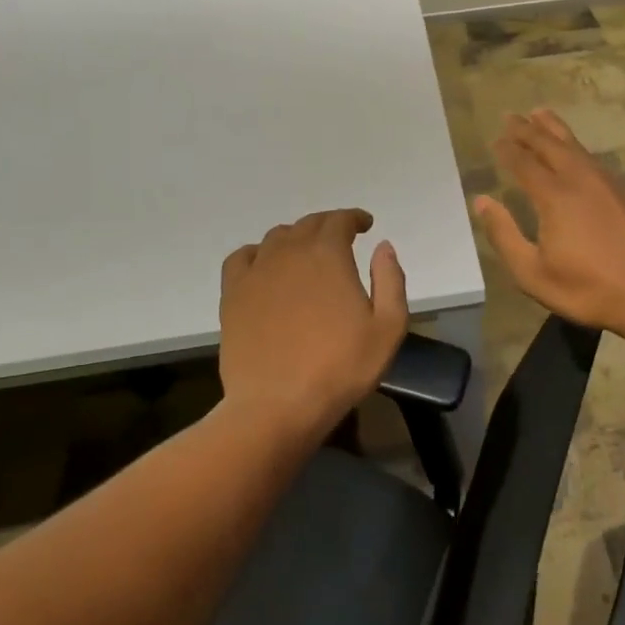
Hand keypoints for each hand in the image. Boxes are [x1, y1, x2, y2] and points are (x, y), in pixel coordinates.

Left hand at [219, 209, 408, 441]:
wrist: (278, 405)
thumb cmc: (340, 368)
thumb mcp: (388, 328)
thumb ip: (390, 280)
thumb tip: (383, 246)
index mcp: (328, 255)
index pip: (340, 220)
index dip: (354, 218)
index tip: (365, 225)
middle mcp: (290, 252)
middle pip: (308, 225)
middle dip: (328, 225)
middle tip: (341, 238)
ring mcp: (257, 272)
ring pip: (277, 238)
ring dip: (296, 238)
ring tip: (307, 253)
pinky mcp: (233, 295)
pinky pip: (242, 258)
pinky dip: (258, 253)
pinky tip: (266, 267)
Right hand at [473, 110, 624, 345]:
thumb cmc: (589, 289)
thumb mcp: (533, 274)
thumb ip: (504, 235)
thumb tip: (481, 201)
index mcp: (554, 196)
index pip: (523, 162)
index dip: (507, 149)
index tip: (495, 138)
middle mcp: (581, 179)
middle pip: (550, 144)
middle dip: (527, 129)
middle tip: (511, 115)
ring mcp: (610, 183)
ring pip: (577, 147)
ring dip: (555, 129)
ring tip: (541, 114)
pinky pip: (596, 160)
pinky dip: (579, 149)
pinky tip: (578, 154)